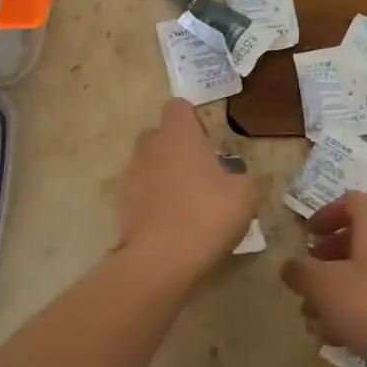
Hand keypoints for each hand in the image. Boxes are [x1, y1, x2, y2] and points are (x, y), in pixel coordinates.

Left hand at [117, 99, 257, 278]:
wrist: (161, 259)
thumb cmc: (207, 215)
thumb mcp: (244, 195)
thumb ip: (241, 178)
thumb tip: (234, 178)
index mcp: (179, 136)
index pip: (178, 107)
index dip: (193, 120)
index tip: (208, 142)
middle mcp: (150, 148)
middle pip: (158, 134)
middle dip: (175, 147)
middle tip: (199, 172)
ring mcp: (131, 176)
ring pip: (147, 164)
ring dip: (163, 175)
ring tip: (186, 202)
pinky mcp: (121, 205)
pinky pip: (140, 193)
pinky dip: (152, 201)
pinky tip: (171, 223)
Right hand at [281, 192, 366, 366]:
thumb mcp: (325, 288)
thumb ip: (301, 272)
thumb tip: (291, 265)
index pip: (351, 202)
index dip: (325, 214)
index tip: (307, 237)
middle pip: (360, 237)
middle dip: (329, 259)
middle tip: (310, 283)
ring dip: (344, 287)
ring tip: (322, 319)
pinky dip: (365, 304)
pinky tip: (348, 337)